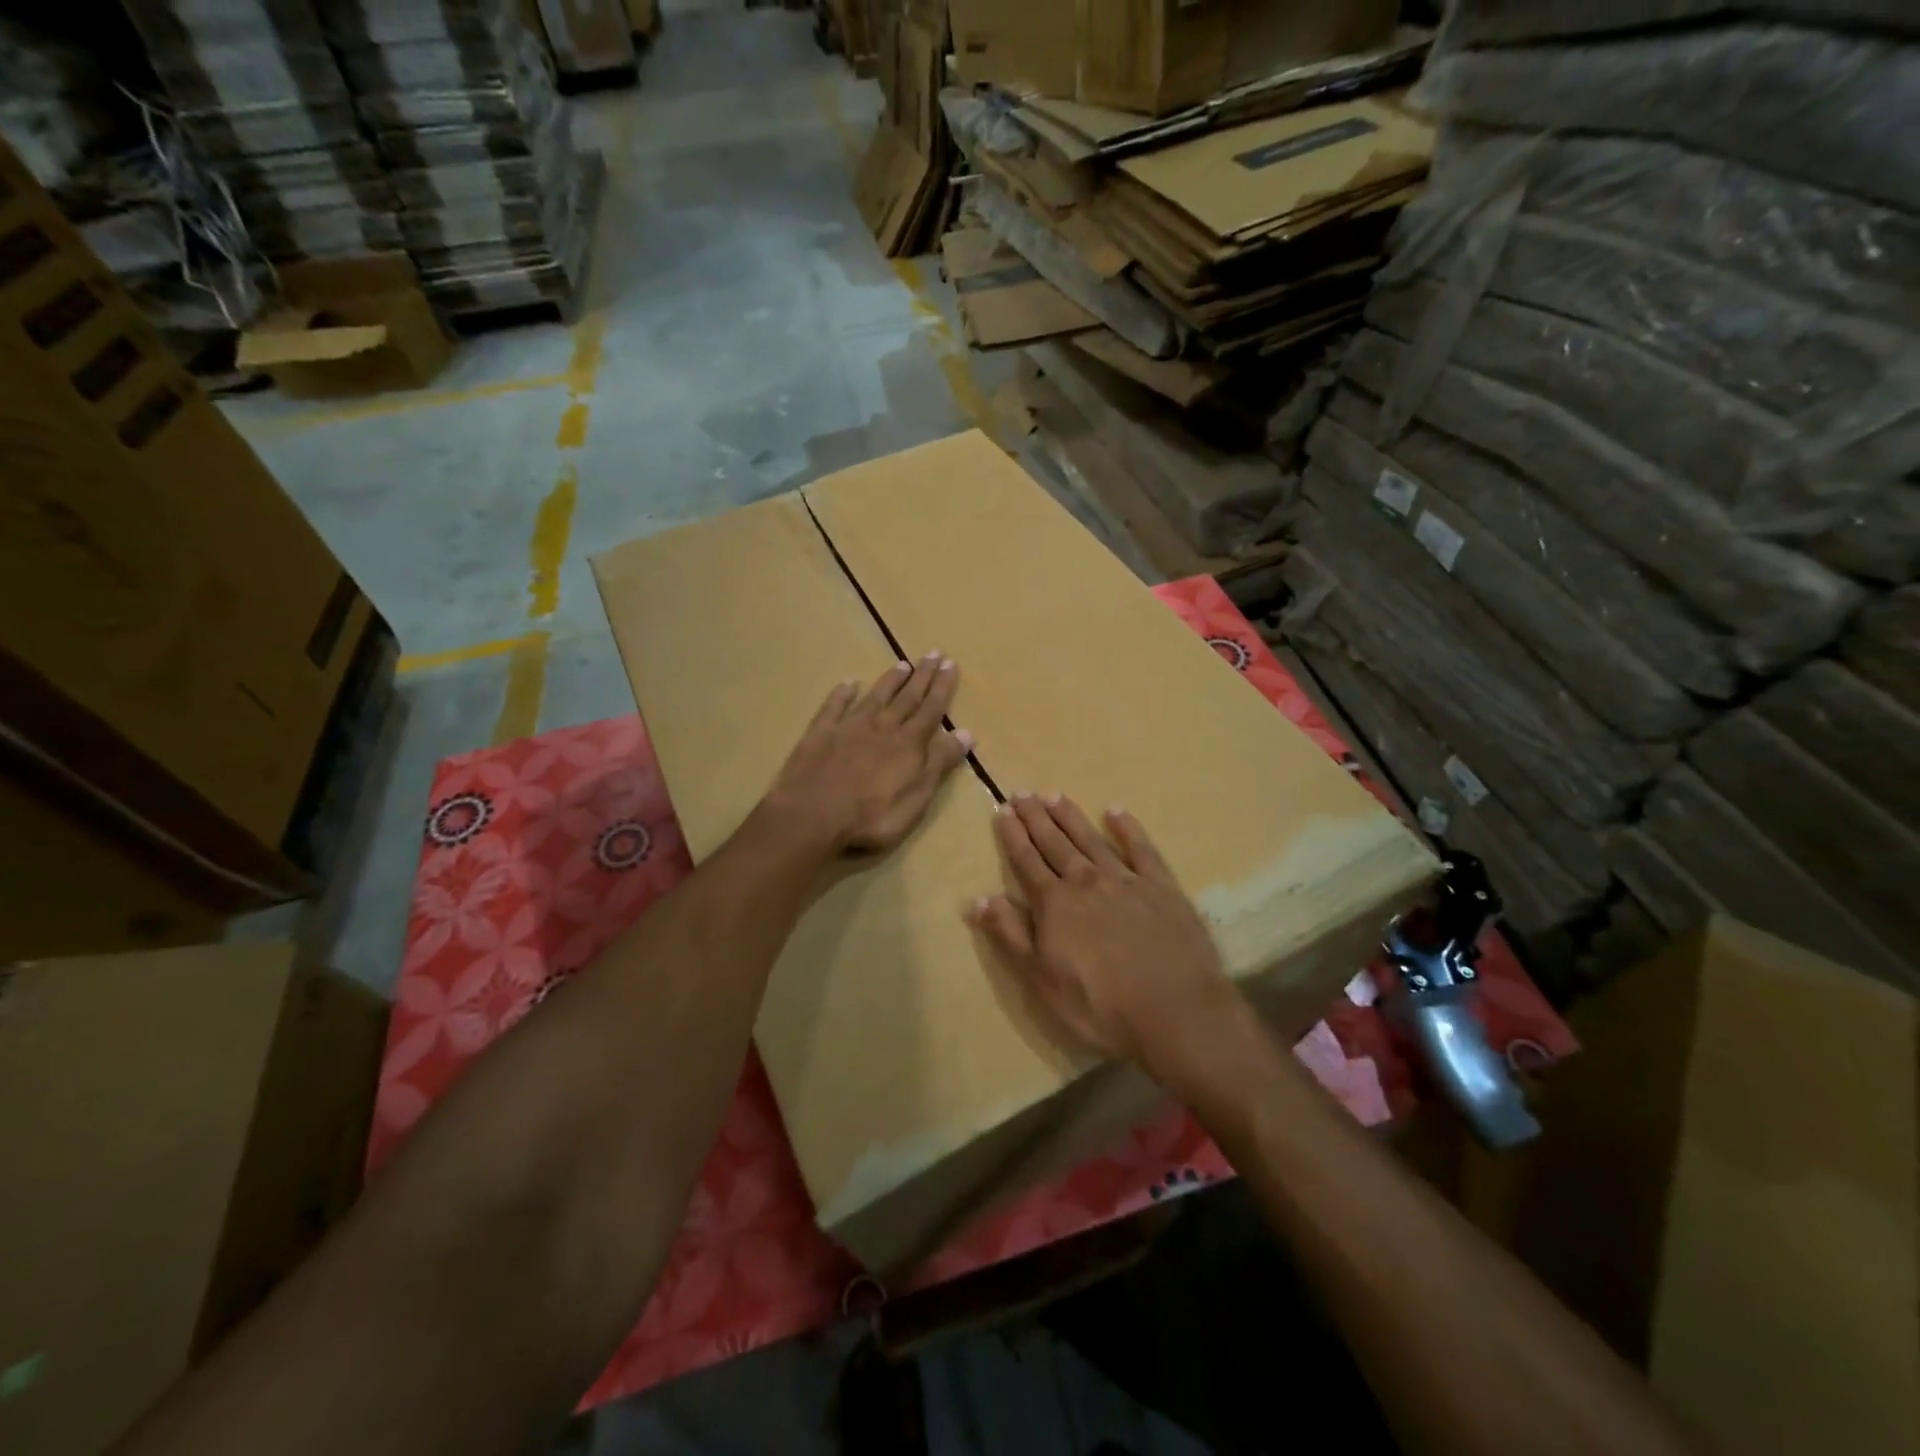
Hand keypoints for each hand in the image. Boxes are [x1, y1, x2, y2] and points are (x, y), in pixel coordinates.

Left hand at [767, 653, 974, 855]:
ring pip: (875, 697)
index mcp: (908, 743)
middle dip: (922, 676)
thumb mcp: (917, 796)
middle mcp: (882, 727)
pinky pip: (834, 706)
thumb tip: (966, 732)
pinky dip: (842, 693)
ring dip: (891, 681)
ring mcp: (848, 727)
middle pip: (906, 698)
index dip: (942, 687)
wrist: (812, 815)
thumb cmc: (872, 816)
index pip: (931, 709)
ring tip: (903, 663)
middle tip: (933, 653)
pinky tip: (848, 683)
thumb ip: (940, 763)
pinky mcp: (820, 733)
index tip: (951, 664)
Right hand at [966, 794, 1239, 1069]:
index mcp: (1055, 904)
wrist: (1176, 1012)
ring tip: (1054, 795)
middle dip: (1036, 817)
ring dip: (1071, 816)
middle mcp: (1087, 881)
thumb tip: (977, 898)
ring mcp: (1126, 880)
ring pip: (1091, 839)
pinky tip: (1116, 812)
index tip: (1002, 810)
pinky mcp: (1162, 887)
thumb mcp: (1041, 980)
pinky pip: (1141, 849)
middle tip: (1022, 793)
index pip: (1026, 861)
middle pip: (1055, 843)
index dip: (1012, 836)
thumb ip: (1010, 935)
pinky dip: (1127, 828)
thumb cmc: (1100, 1006)